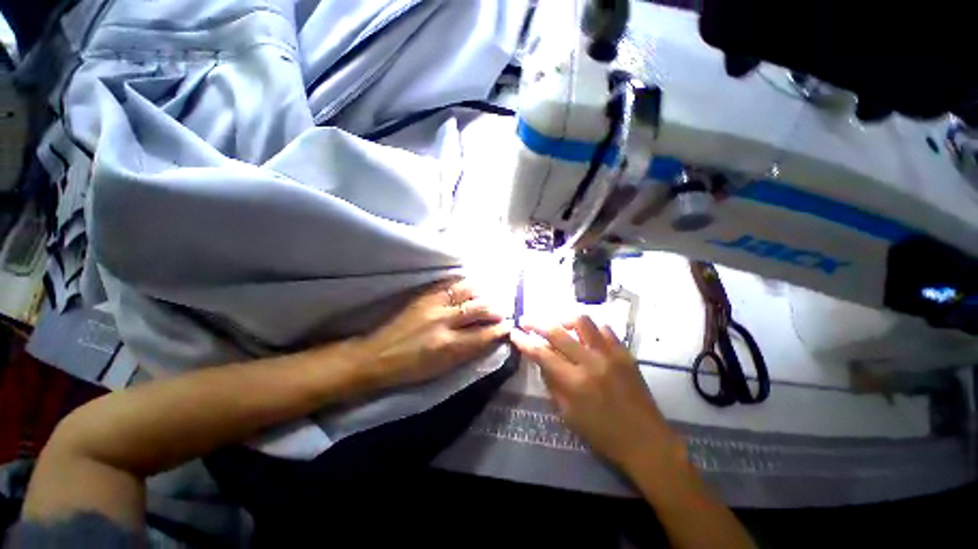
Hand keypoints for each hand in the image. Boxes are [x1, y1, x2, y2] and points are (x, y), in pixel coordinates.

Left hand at [356, 278, 510, 390]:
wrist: (378, 356)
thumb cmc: (412, 368)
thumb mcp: (443, 368)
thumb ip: (469, 351)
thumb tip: (490, 338)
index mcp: (448, 345)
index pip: (484, 334)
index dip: (500, 329)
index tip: (509, 326)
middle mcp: (443, 320)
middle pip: (479, 307)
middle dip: (496, 309)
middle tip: (502, 311)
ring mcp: (433, 304)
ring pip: (467, 290)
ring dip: (482, 293)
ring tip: (487, 298)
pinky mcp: (425, 295)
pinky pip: (450, 284)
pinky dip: (464, 285)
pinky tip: (469, 289)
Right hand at [510, 316, 678, 469]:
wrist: (646, 441)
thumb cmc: (603, 435)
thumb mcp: (568, 415)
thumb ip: (552, 384)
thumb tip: (541, 361)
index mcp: (575, 382)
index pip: (542, 354)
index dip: (524, 342)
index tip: (514, 332)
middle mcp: (591, 362)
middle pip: (557, 332)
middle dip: (537, 323)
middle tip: (526, 320)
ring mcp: (610, 354)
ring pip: (582, 322)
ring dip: (564, 320)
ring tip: (558, 325)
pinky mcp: (625, 353)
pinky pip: (604, 329)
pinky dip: (589, 328)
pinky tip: (585, 335)